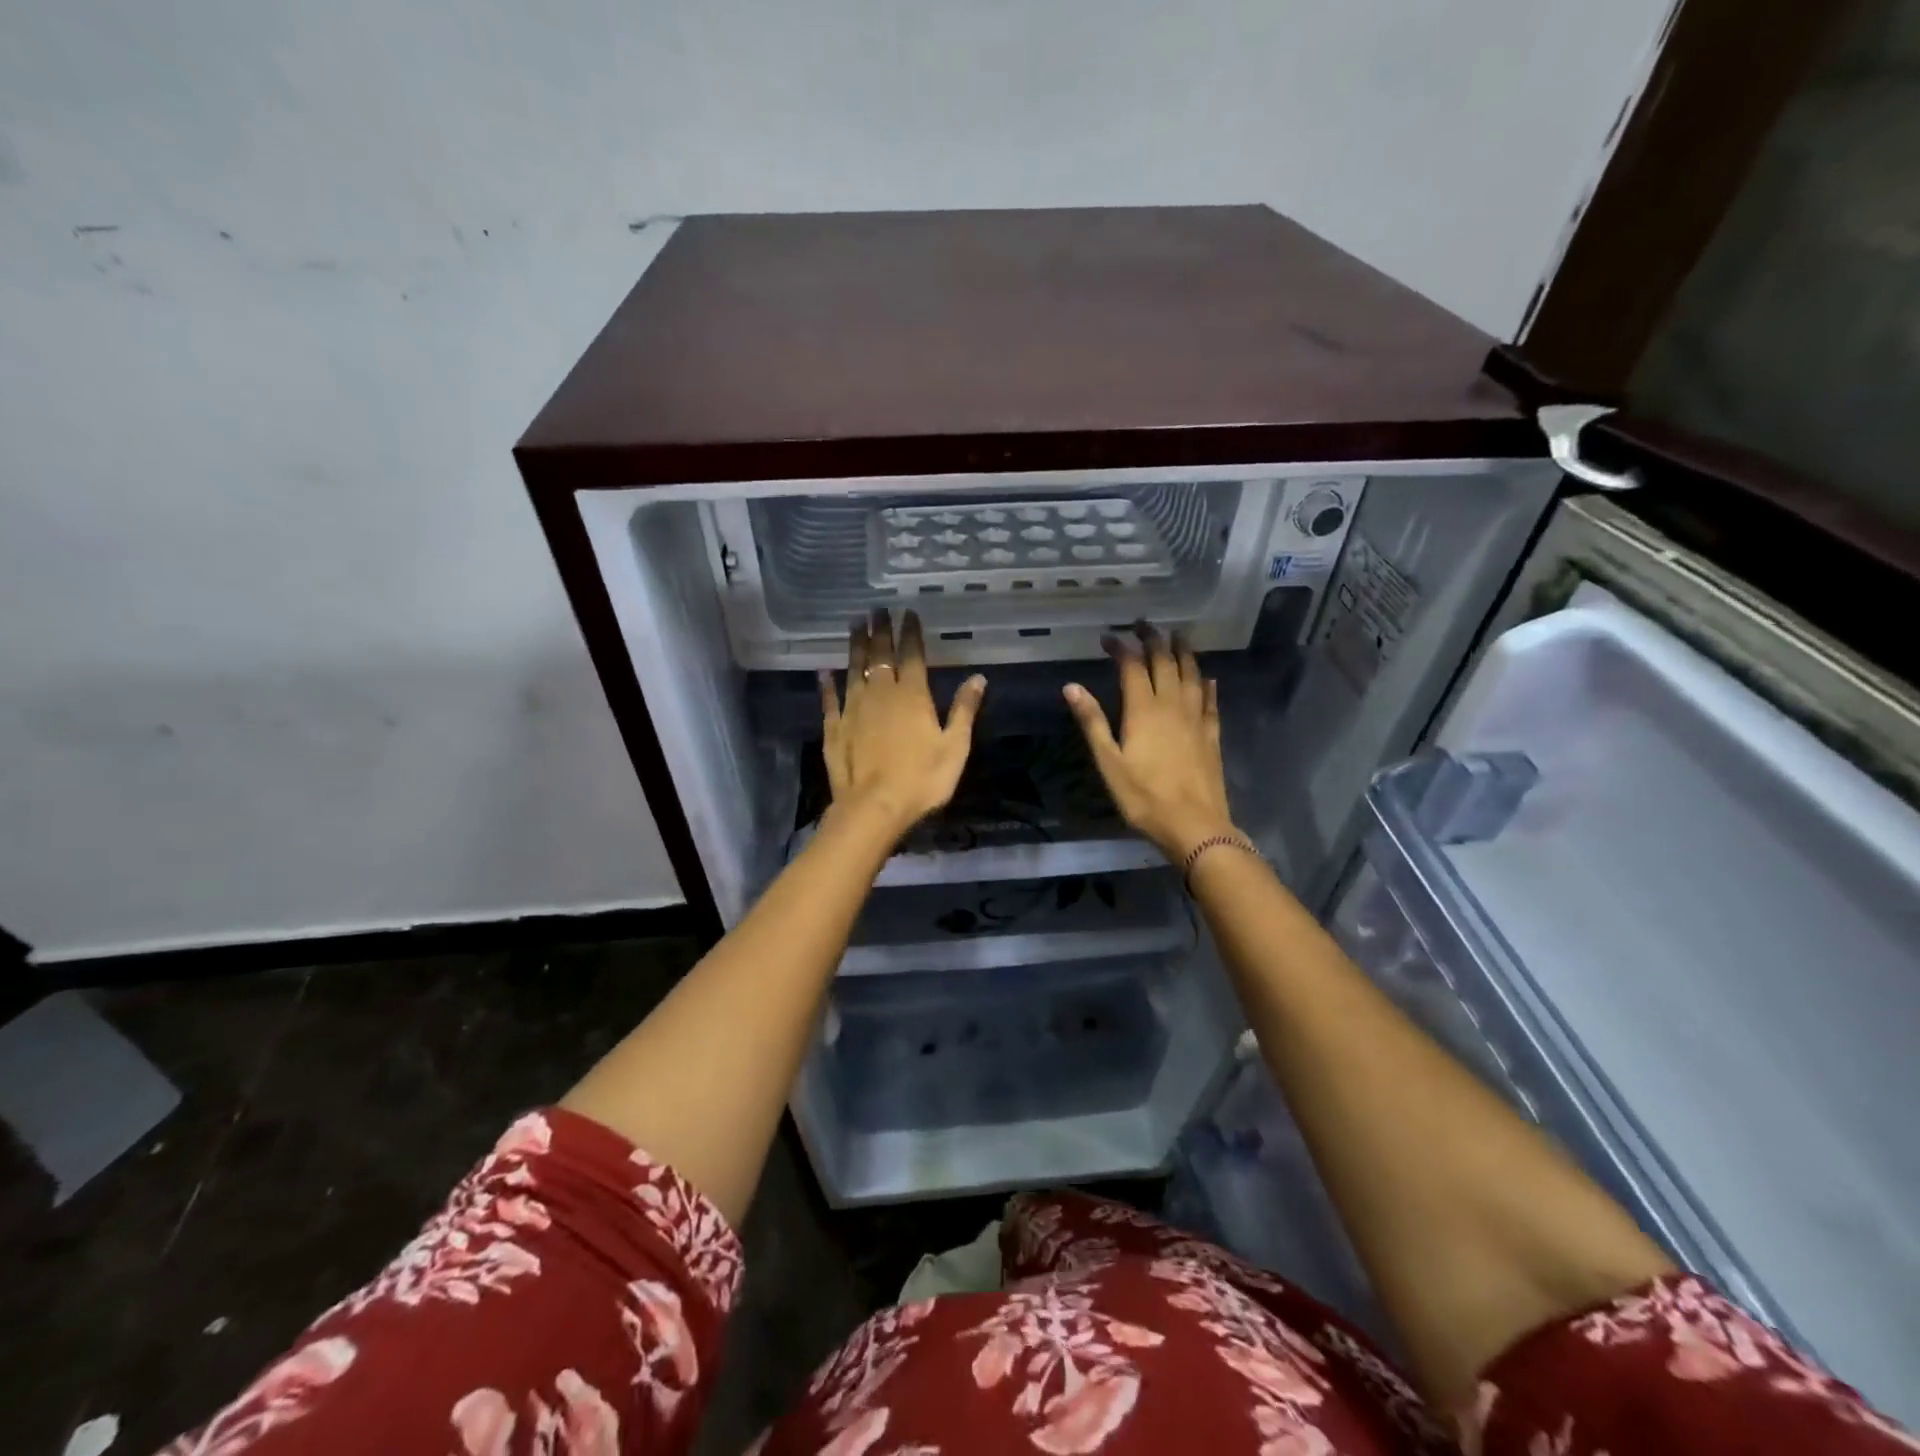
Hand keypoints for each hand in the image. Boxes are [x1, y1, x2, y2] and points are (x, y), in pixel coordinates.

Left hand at [820, 609, 986, 836]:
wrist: (874, 807)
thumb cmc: (922, 779)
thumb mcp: (955, 746)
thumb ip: (964, 710)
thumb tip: (978, 677)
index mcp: (912, 695)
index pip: (911, 654)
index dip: (910, 632)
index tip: (906, 612)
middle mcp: (880, 693)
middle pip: (879, 655)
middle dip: (879, 630)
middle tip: (876, 609)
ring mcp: (853, 709)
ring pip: (853, 669)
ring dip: (854, 646)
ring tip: (855, 625)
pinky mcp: (834, 728)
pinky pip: (830, 699)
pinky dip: (827, 684)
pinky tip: (823, 671)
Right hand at [1063, 622, 1236, 863]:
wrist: (1194, 824)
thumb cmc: (1143, 796)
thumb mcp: (1108, 761)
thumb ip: (1092, 721)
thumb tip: (1071, 686)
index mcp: (1143, 710)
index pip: (1132, 666)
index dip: (1121, 647)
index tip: (1109, 636)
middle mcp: (1172, 705)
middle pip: (1165, 663)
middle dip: (1154, 640)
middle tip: (1145, 624)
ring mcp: (1196, 718)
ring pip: (1191, 675)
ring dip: (1183, 653)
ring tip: (1178, 637)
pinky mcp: (1212, 735)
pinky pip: (1211, 702)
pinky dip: (1207, 686)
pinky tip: (1208, 678)